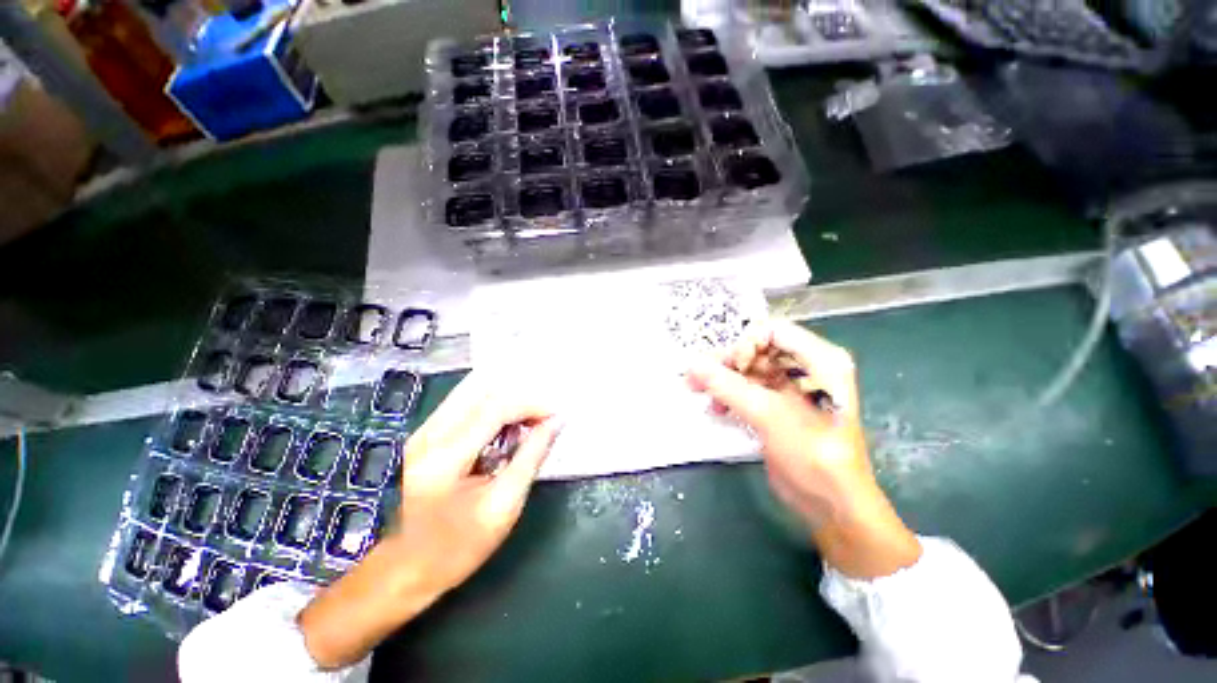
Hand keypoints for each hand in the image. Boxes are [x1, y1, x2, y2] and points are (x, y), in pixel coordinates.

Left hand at [299, 374, 561, 668]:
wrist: (402, 570)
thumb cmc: (457, 547)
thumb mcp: (503, 505)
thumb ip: (531, 456)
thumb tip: (556, 422)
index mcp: (444, 457)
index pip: (495, 408)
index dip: (532, 405)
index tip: (557, 415)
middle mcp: (429, 433)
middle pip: (483, 390)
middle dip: (521, 397)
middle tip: (544, 416)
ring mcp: (423, 431)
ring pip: (474, 392)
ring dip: (508, 400)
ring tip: (530, 419)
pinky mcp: (426, 434)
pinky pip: (466, 404)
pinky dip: (494, 406)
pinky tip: (508, 424)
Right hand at [687, 320, 920, 578]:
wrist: (833, 507)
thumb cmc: (814, 457)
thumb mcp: (770, 417)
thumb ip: (728, 387)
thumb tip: (691, 364)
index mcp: (819, 360)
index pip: (772, 331)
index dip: (746, 344)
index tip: (730, 369)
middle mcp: (805, 368)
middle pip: (756, 350)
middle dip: (727, 363)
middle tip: (698, 379)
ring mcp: (789, 388)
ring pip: (747, 370)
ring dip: (722, 379)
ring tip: (698, 392)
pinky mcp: (776, 407)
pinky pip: (746, 389)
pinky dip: (728, 395)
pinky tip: (715, 409)